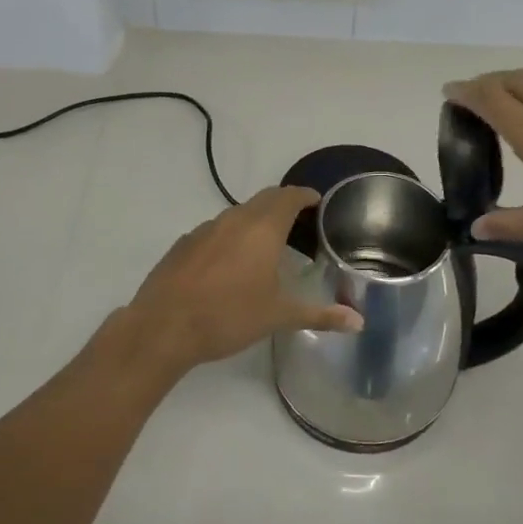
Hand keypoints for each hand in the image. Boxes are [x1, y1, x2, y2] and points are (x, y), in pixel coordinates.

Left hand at [125, 186, 361, 370]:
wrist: (163, 327)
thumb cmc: (228, 316)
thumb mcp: (278, 316)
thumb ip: (320, 315)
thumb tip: (359, 322)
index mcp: (262, 228)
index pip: (290, 197)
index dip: (306, 196)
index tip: (318, 203)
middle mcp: (234, 219)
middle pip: (265, 199)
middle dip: (284, 204)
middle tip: (300, 222)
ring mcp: (205, 229)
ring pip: (238, 213)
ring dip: (257, 219)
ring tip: (269, 245)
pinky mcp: (184, 243)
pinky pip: (216, 229)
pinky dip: (232, 236)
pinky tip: (231, 263)